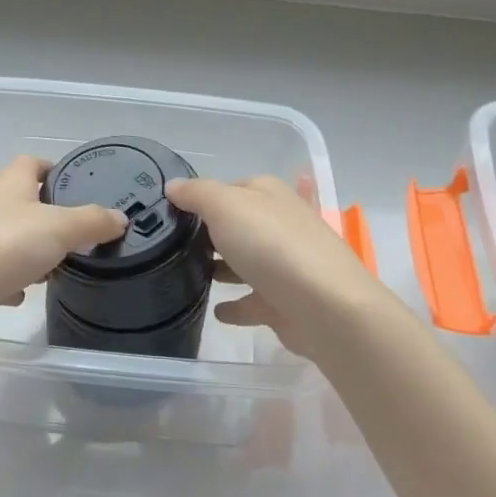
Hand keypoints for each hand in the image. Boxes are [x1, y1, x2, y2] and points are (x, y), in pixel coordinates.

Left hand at [0, 155, 126, 330]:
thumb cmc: (4, 246)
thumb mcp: (60, 229)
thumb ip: (92, 221)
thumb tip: (119, 217)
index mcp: (9, 181)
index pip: (34, 162)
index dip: (57, 171)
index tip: (80, 189)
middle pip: (23, 201)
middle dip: (49, 218)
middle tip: (75, 237)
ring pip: (9, 235)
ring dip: (30, 251)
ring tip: (52, 269)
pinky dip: (8, 278)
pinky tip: (19, 294)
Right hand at [166, 176, 402, 366]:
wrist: (325, 306)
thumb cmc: (272, 245)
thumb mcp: (225, 206)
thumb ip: (197, 194)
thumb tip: (172, 185)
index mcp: (269, 194)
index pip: (229, 188)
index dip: (201, 197)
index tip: (170, 213)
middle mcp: (281, 224)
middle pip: (239, 225)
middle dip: (211, 233)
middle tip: (172, 245)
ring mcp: (286, 265)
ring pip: (247, 262)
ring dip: (223, 268)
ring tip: (188, 275)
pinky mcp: (286, 302)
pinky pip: (254, 301)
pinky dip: (237, 305)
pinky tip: (216, 311)